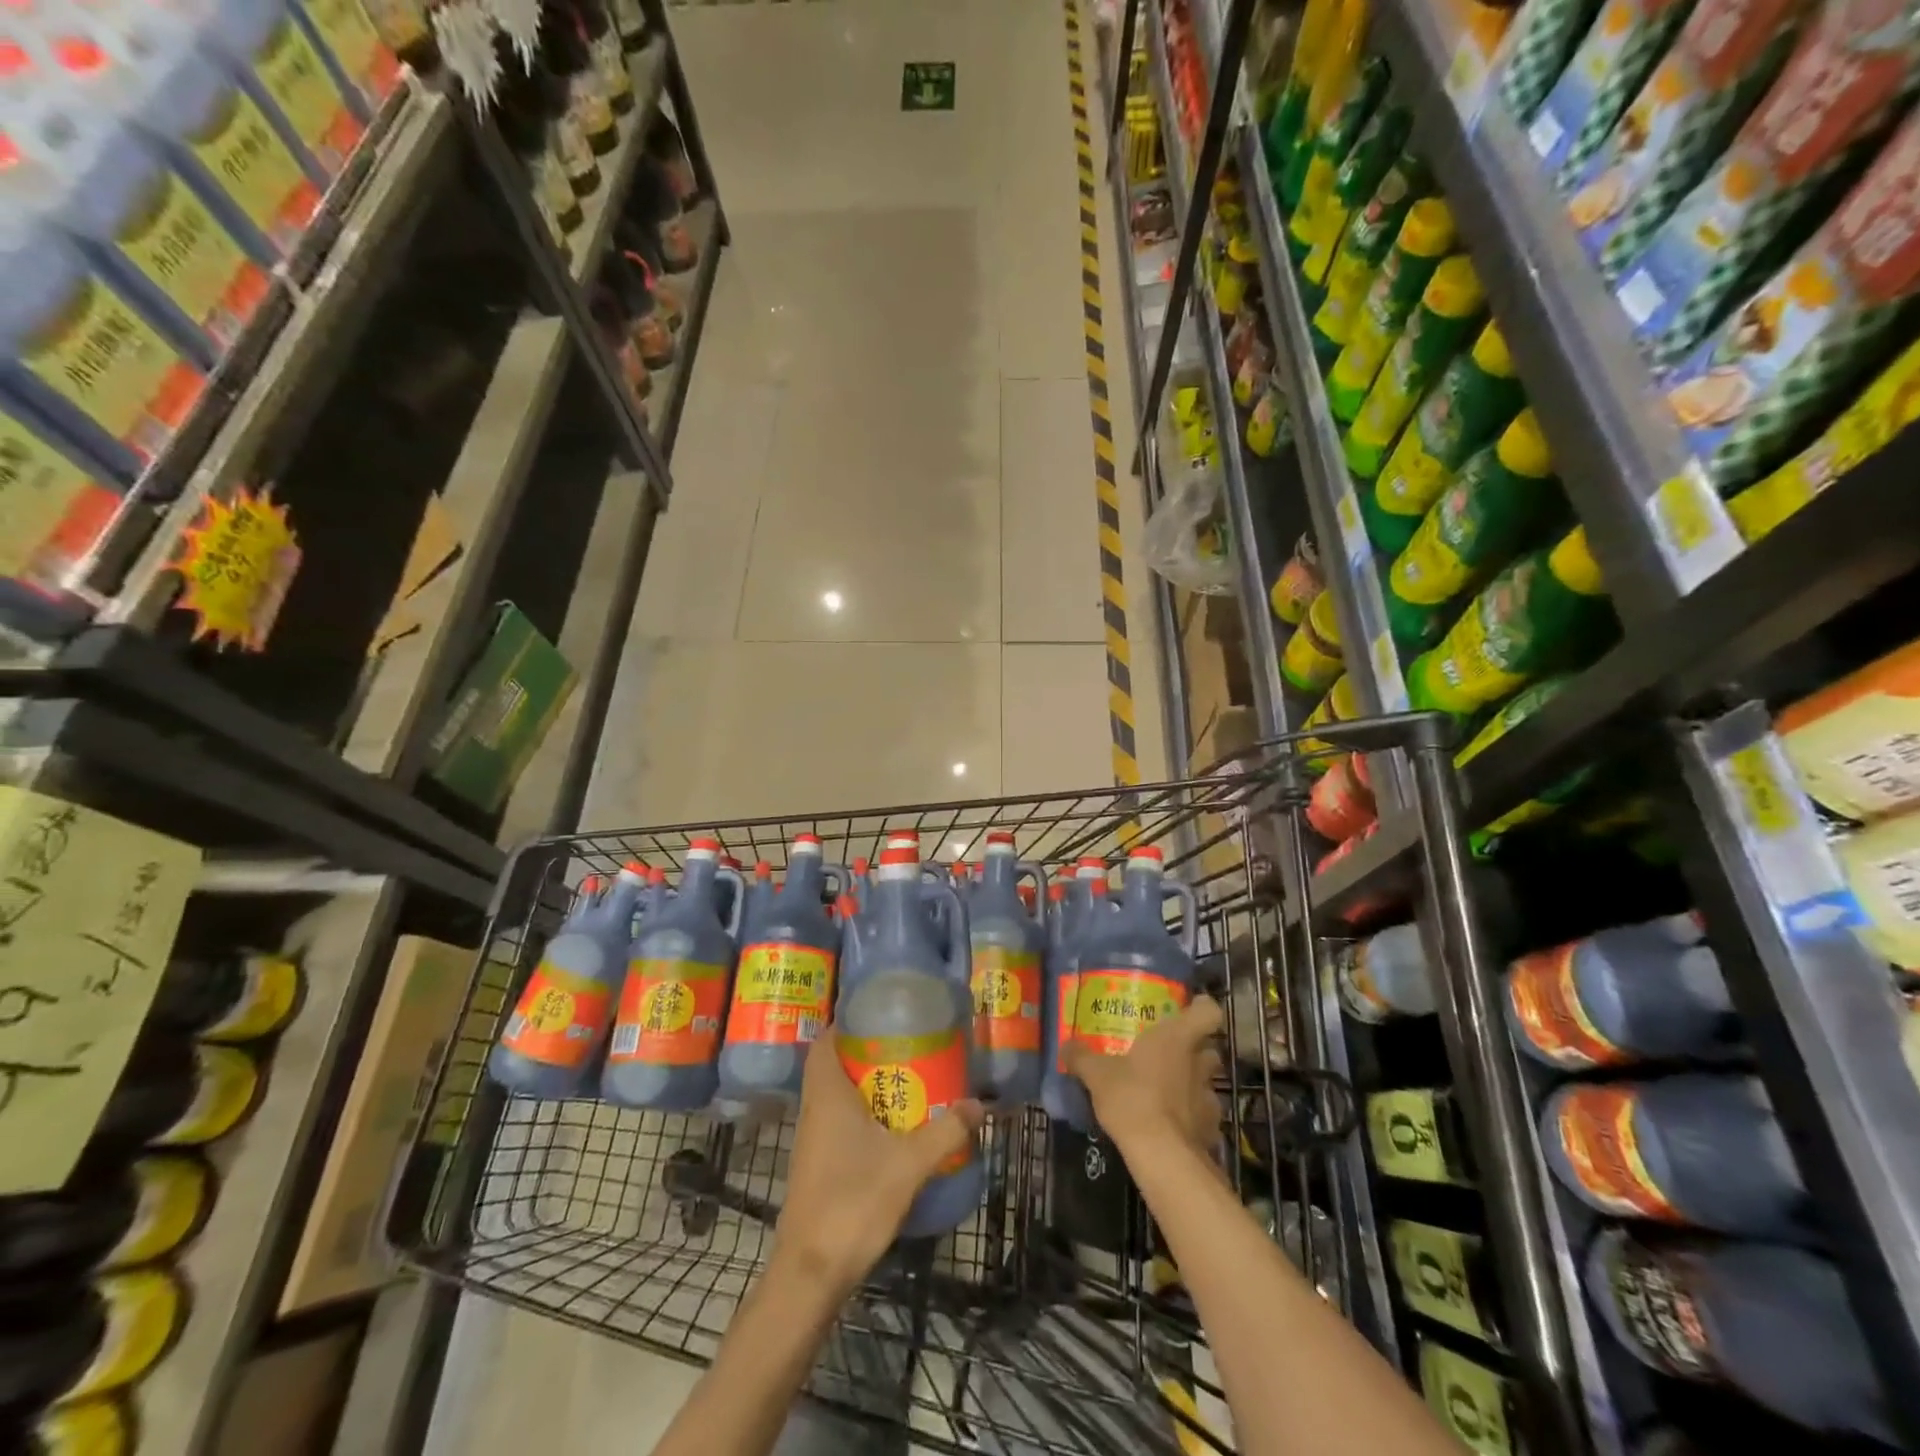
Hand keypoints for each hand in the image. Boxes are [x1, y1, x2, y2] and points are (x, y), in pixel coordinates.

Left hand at [774, 1029, 985, 1293]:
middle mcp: (814, 1110)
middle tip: (907, 1045)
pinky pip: (838, 1124)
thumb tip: (979, 1105)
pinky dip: (862, 1116)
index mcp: (827, 1094)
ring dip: (866, 1086)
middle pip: (834, 1065)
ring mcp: (812, 1141)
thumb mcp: (909, 1164)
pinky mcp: (817, 1167)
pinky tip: (892, 1129)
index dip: (846, 1022)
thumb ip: (945, 1132)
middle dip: (867, 1053)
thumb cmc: (853, 1203)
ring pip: (836, 1097)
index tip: (881, 1013)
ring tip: (908, 1080)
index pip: (825, 1040)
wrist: (811, 1274)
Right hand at [1065, 995, 1223, 1160]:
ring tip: (1168, 1091)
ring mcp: (1209, 1097)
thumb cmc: (1132, 1098)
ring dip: (1192, 1083)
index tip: (1187, 1010)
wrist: (1162, 1156)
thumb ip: (1082, 1058)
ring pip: (1207, 1082)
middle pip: (1209, 1048)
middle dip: (1194, 1050)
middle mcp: (1198, 1063)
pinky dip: (1192, 1116)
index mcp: (1177, 1038)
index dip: (1201, 1008)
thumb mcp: (1097, 1075)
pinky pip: (1204, 1115)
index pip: (1208, 1011)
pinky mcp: (1211, 1129)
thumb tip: (1065, 1045)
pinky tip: (1172, 1124)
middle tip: (1169, 1053)